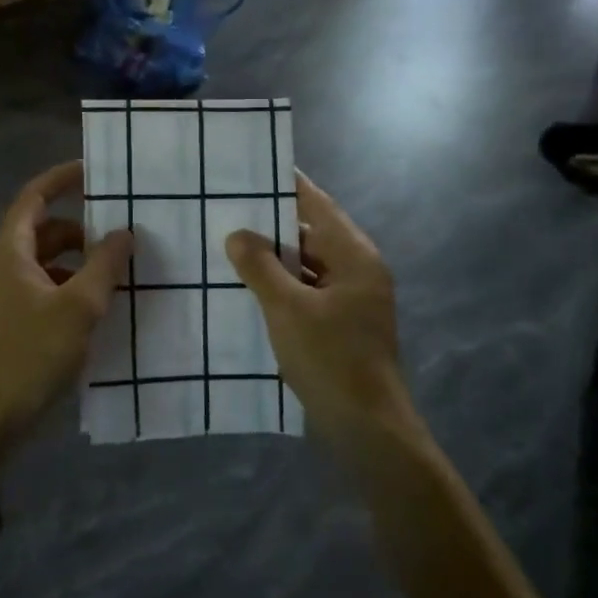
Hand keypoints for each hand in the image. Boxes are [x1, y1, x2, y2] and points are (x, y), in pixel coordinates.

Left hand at [0, 161, 132, 442]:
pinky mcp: (7, 323)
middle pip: (41, 230)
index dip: (61, 178)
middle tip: (118, 231)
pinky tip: (94, 309)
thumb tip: (125, 231)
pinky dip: (67, 288)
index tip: (93, 170)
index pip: (34, 197)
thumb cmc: (30, 355)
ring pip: (43, 263)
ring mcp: (0, 296)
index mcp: (9, 251)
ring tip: (114, 272)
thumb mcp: (78, 307)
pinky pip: (41, 289)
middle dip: (80, 228)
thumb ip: (104, 265)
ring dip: (76, 262)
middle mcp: (0, 266)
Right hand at [225, 173, 415, 452]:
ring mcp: (353, 301)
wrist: (367, 428)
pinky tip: (249, 289)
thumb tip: (238, 234)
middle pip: (313, 234)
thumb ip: (260, 267)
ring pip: (309, 266)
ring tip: (231, 246)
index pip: (318, 205)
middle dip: (272, 224)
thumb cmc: (330, 359)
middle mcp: (359, 271)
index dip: (288, 186)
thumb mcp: (287, 309)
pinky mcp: (343, 326)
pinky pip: (309, 292)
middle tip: (229, 209)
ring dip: (275, 259)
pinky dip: (283, 287)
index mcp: (355, 257)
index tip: (254, 169)